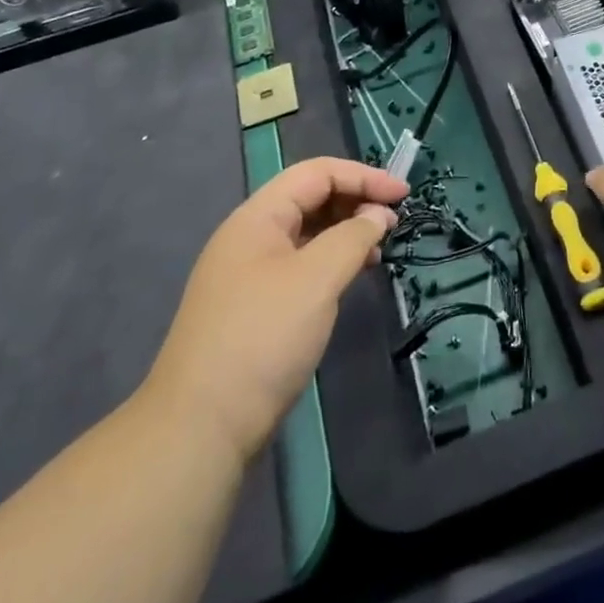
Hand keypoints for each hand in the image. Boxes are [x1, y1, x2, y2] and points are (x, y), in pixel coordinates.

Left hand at [142, 158, 407, 462]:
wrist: (200, 429)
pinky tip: (351, 279)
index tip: (403, 194)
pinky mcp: (254, 308)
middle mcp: (250, 236)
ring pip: (306, 234)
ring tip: (378, 251)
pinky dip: (331, 262)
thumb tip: (378, 216)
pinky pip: (300, 265)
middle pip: (310, 198)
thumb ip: (353, 237)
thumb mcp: (316, 279)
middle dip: (355, 201)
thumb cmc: (263, 338)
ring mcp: (249, 274)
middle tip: (393, 223)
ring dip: (345, 232)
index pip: (316, 173)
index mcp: (257, 217)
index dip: (363, 176)